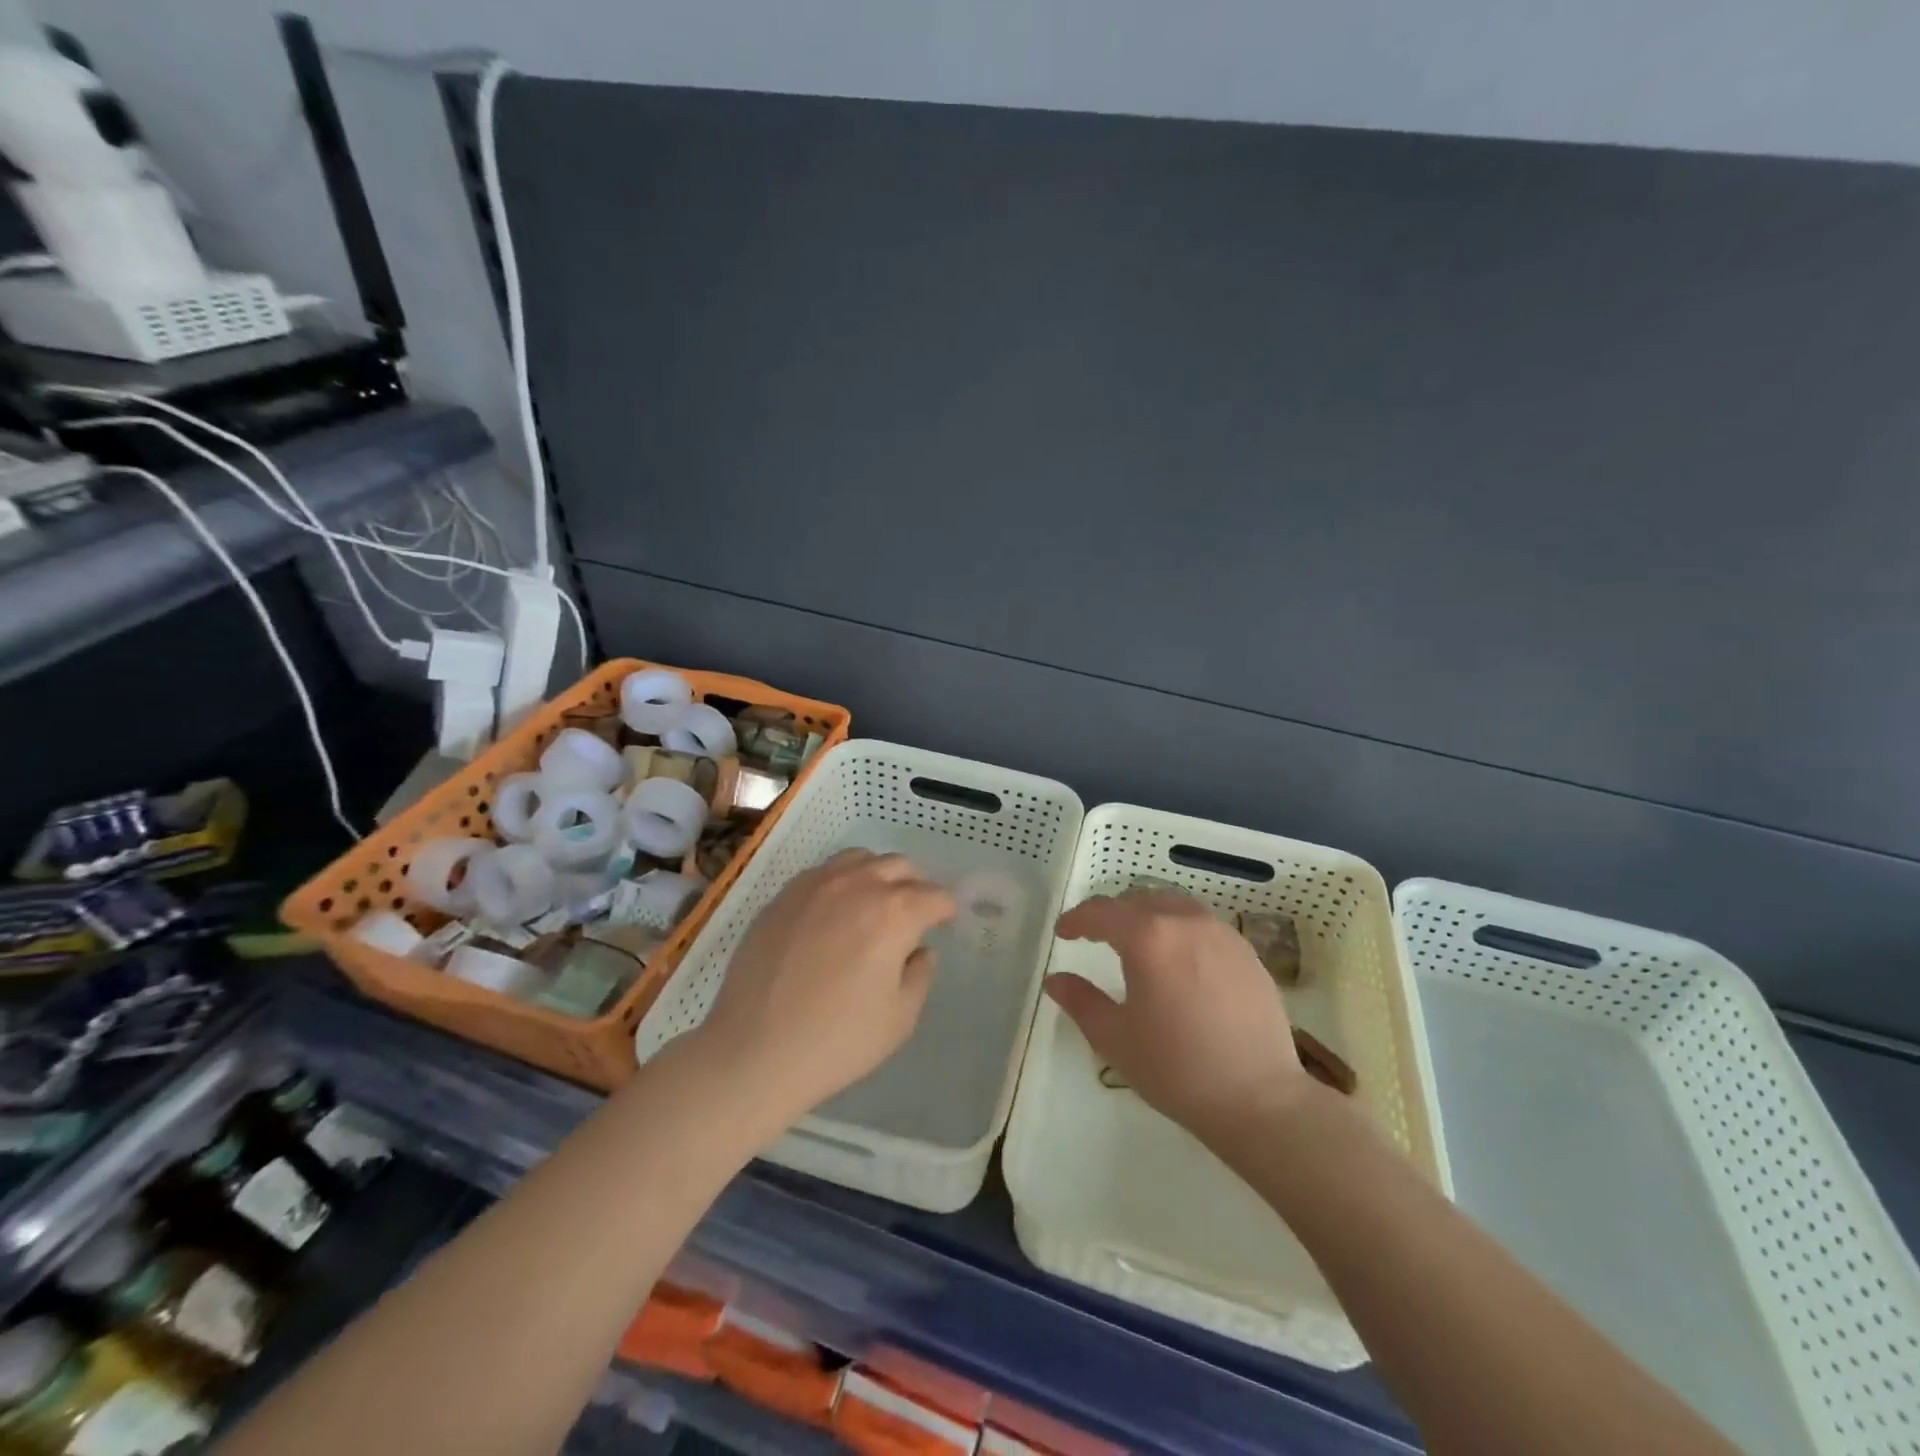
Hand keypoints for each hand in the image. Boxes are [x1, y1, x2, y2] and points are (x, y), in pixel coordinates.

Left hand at [692, 849, 955, 1133]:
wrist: (754, 1051)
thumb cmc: (838, 1041)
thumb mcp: (900, 1018)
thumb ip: (921, 974)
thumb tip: (920, 950)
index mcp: (894, 913)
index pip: (935, 896)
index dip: (946, 910)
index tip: (945, 924)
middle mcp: (857, 885)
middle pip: (900, 866)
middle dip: (915, 886)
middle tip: (912, 916)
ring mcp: (815, 885)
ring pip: (860, 858)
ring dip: (877, 875)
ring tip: (873, 905)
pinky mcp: (784, 895)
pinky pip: (823, 872)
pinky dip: (841, 881)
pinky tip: (834, 912)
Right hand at [1047, 890, 1311, 1149]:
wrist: (1260, 1098)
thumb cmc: (1177, 1069)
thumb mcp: (1115, 1038)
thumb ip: (1080, 1001)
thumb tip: (1055, 980)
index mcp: (1148, 937)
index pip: (1102, 912)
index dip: (1077, 919)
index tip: (1064, 933)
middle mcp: (1185, 921)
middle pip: (1139, 901)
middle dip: (1112, 914)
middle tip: (1096, 937)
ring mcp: (1221, 933)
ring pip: (1174, 906)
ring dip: (1147, 916)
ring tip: (1137, 943)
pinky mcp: (1247, 952)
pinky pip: (1202, 924)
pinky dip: (1179, 929)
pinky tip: (1179, 961)